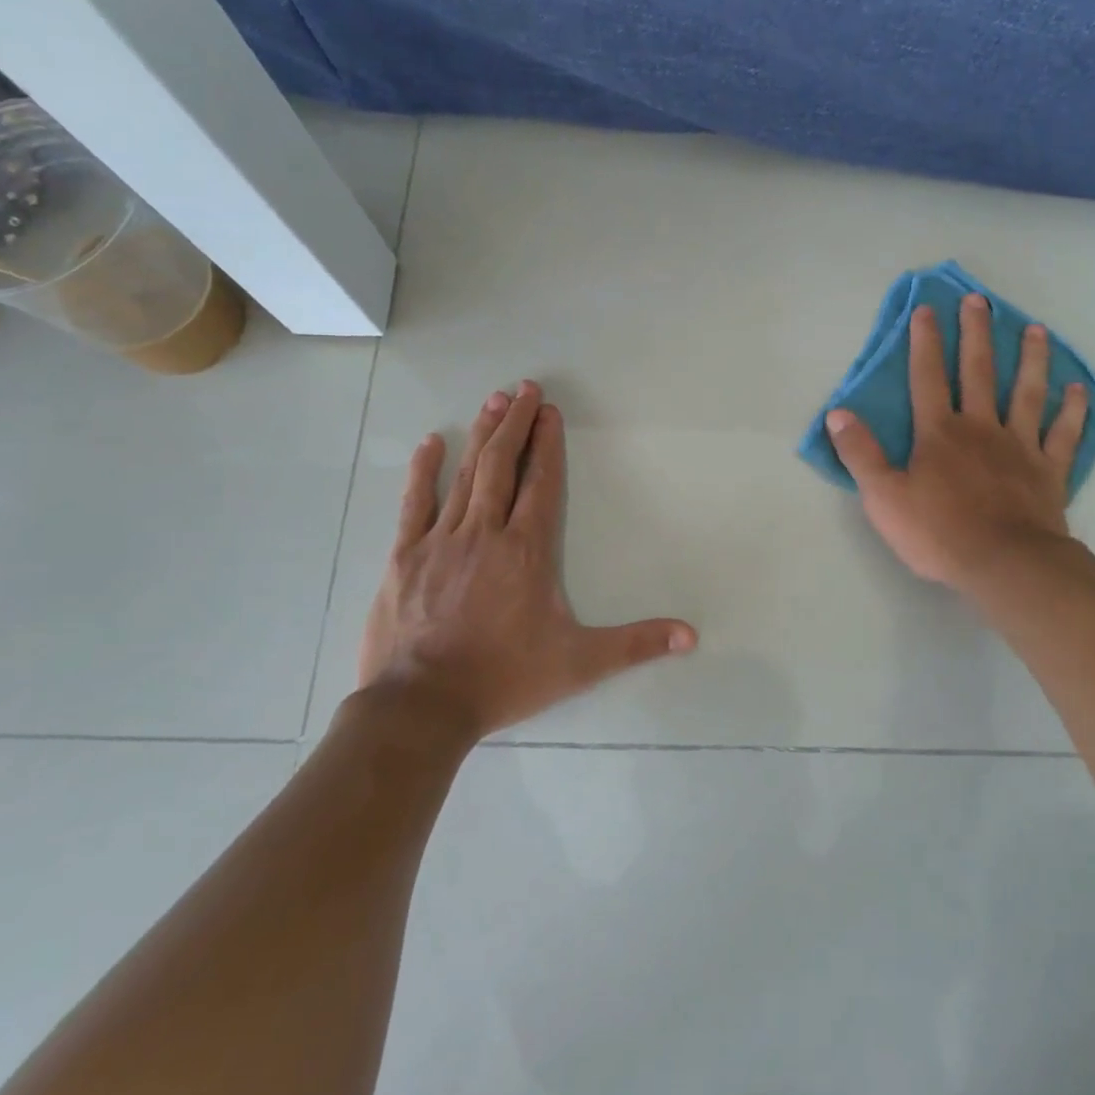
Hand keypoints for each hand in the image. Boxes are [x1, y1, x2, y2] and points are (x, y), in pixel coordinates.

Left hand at [353, 381, 696, 745]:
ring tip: (492, 401)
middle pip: (503, 467)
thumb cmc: (504, 678)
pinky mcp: (404, 557)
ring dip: (481, 436)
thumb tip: (691, 635)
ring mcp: (441, 541)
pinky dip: (422, 471)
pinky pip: (414, 504)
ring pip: (464, 476)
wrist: (422, 706)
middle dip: (515, 424)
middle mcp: (485, 534)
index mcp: (527, 551)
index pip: (542, 484)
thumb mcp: (580, 664)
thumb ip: (636, 645)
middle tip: (523, 388)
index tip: (550, 412)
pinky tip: (430, 444)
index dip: (548, 445)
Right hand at [827, 294, 1086, 588]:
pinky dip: (1071, 411)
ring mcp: (1020, 446)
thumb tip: (837, 413)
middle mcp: (981, 428)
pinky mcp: (1049, 470)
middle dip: (976, 334)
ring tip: (1036, 330)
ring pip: (1027, 393)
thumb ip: (860, 453)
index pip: (927, 378)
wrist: (1004, 564)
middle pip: (979, 372)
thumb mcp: (883, 497)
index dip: (924, 342)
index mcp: (939, 433)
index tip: (926, 309)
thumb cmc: (938, 532)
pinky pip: (1063, 434)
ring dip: (1031, 359)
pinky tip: (1077, 389)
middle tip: (979, 300)